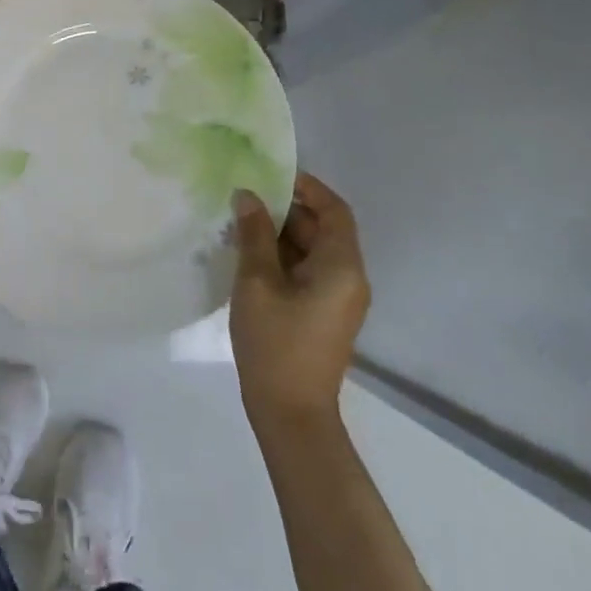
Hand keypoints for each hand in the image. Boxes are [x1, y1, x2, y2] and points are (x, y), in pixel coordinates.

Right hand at [229, 172, 370, 428]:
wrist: (290, 415)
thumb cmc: (275, 344)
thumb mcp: (257, 282)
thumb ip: (254, 234)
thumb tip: (248, 196)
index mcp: (342, 266)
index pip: (334, 210)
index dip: (307, 187)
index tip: (272, 175)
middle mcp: (349, 278)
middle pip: (323, 229)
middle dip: (287, 210)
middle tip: (246, 199)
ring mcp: (338, 299)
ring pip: (313, 251)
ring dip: (282, 235)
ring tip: (241, 224)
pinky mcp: (324, 314)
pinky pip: (308, 272)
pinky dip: (283, 258)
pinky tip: (249, 256)